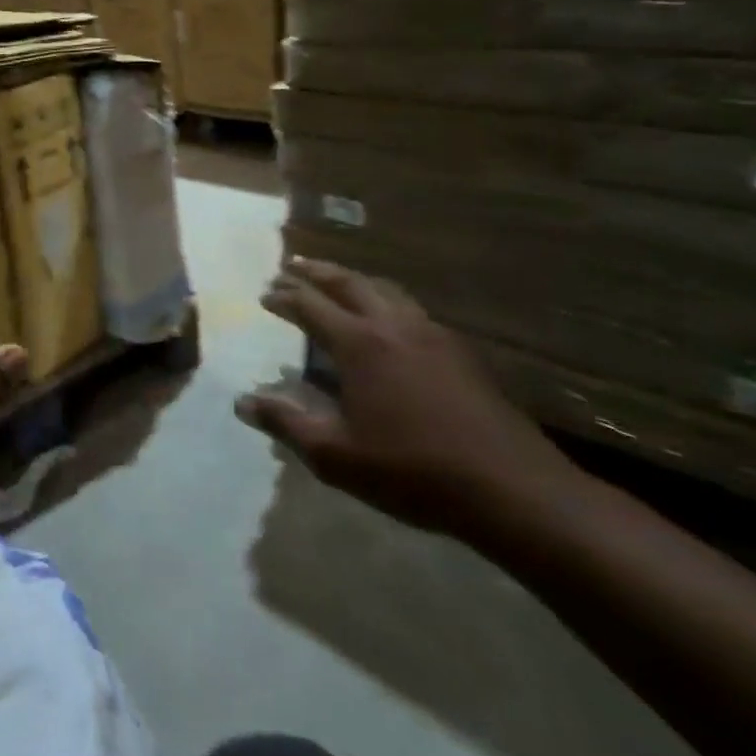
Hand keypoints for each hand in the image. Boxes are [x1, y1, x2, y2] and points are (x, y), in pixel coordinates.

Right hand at [241, 257, 578, 539]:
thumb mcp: (335, 455)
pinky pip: (413, 310)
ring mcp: (433, 336)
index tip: (264, 294)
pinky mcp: (461, 354)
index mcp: (360, 344)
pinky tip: (389, 321)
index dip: (284, 297)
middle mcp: (394, 326)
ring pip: (386, 290)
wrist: (513, 489)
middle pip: (349, 283)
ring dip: (354, 281)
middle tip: (292, 265)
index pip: (310, 306)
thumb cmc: (412, 470)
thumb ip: (286, 423)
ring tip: (337, 281)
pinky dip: (386, 301)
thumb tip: (242, 402)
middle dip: (316, 272)